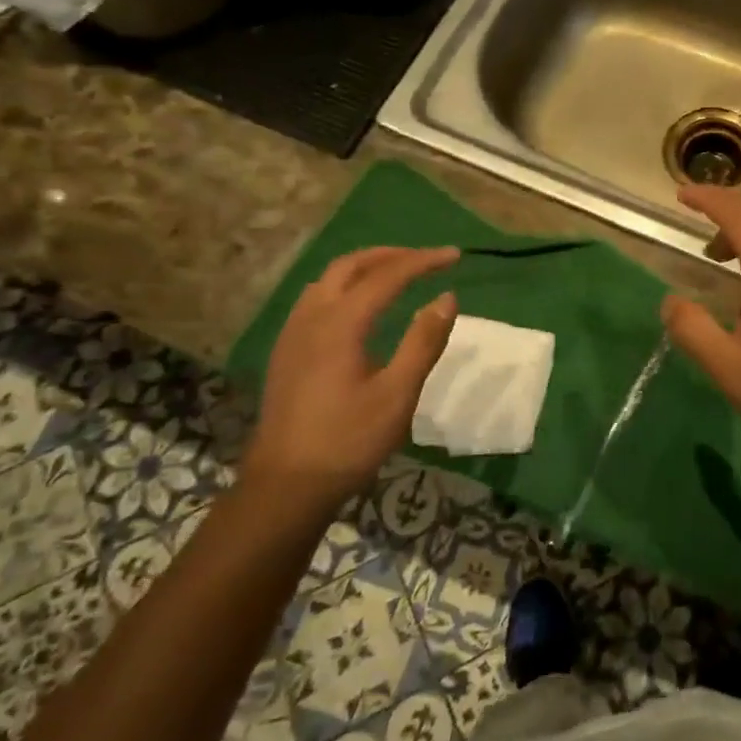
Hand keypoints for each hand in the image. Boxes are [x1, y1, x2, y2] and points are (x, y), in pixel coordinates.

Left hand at [245, 246, 459, 510]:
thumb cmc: (348, 441)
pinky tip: (360, 308)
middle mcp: (312, 317)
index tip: (455, 256)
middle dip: (391, 255)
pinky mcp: (286, 351)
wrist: (285, 485)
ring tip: (397, 275)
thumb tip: (447, 297)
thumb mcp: (398, 394)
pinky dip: (346, 286)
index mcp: (340, 324)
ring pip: (329, 279)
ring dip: (365, 267)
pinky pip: (317, 299)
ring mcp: (293, 333)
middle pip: (351, 266)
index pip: (387, 275)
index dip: (423, 261)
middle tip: (426, 259)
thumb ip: (423, 341)